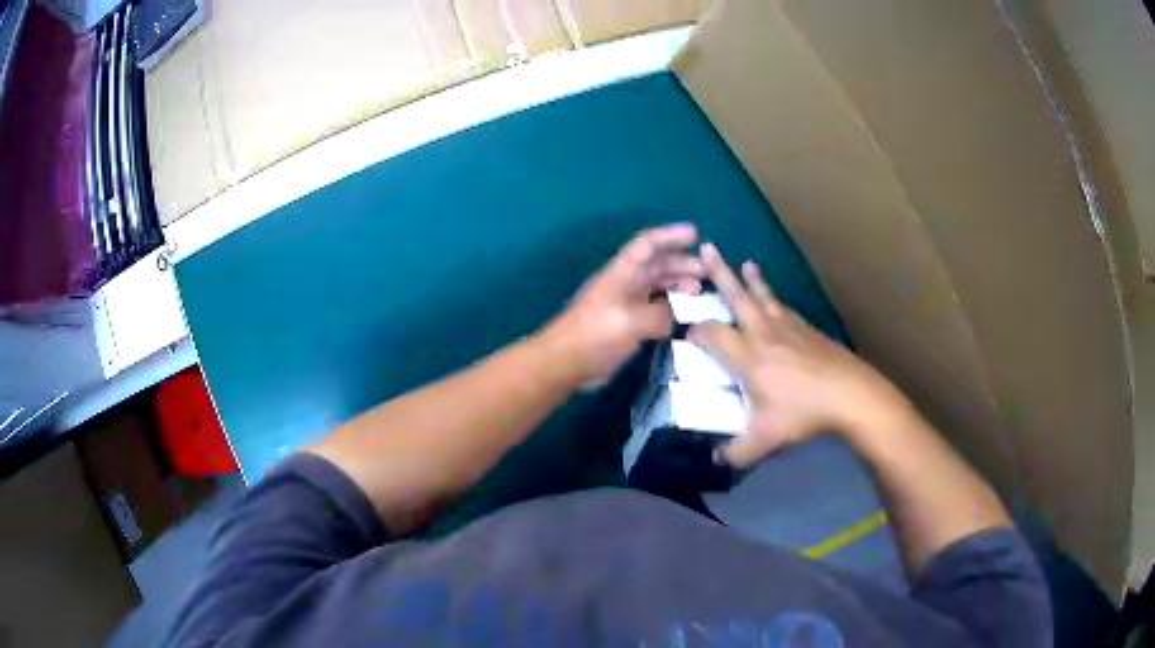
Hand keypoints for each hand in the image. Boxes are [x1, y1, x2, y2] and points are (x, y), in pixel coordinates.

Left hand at [540, 224, 703, 386]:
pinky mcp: (627, 325)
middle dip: (682, 262)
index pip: (647, 245)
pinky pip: (655, 308)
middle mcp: (625, 284)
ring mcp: (626, 305)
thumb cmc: (594, 336)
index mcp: (622, 274)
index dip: (670, 236)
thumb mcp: (630, 322)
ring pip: (657, 286)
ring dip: (678, 284)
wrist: (565, 363)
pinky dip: (671, 307)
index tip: (694, 234)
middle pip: (656, 265)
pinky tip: (686, 314)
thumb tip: (676, 316)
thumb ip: (659, 315)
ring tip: (701, 290)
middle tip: (708, 270)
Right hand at [690, 244, 905, 466]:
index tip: (686, 333)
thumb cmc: (802, 413)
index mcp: (747, 357)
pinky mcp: (807, 328)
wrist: (849, 394)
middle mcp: (763, 333)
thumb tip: (715, 460)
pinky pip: (784, 307)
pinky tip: (776, 301)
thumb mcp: (764, 440)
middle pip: (736, 297)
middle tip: (707, 248)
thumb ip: (736, 452)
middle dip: (719, 273)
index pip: (711, 334)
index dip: (695, 331)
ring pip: (763, 296)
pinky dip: (774, 298)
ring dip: (751, 279)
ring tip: (745, 263)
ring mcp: (788, 327)